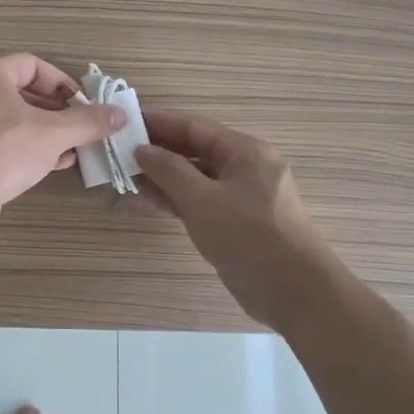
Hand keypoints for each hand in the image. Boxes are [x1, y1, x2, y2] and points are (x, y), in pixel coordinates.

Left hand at [0, 54, 124, 232]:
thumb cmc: (4, 151)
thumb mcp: (54, 134)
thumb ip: (88, 122)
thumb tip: (120, 114)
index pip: (32, 64)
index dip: (62, 81)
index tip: (84, 102)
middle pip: (23, 92)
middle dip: (58, 111)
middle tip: (83, 127)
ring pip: (14, 120)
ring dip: (46, 132)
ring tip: (74, 148)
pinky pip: (1, 141)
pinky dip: (27, 147)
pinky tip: (53, 164)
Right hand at [136, 111, 333, 329]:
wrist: (294, 292)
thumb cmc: (248, 236)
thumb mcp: (202, 199)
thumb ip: (168, 171)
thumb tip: (142, 149)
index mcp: (244, 151)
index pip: (194, 127)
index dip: (159, 123)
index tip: (126, 122)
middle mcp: (245, 168)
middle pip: (195, 150)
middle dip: (159, 151)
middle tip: (119, 151)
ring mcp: (242, 197)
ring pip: (196, 178)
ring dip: (164, 177)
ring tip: (126, 176)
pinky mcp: (237, 223)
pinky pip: (201, 201)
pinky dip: (176, 199)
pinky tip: (148, 200)